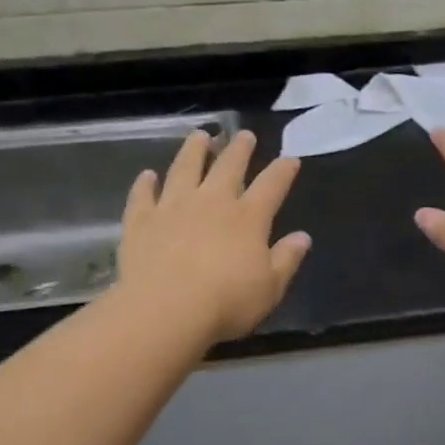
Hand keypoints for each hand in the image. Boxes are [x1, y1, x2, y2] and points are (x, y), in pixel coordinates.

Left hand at [119, 129, 310, 343]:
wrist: (166, 310)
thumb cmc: (226, 302)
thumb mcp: (270, 287)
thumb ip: (286, 259)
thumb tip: (303, 237)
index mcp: (248, 217)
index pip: (271, 185)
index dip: (283, 170)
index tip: (290, 158)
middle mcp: (212, 202)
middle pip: (228, 167)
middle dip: (239, 149)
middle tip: (243, 134)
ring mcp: (173, 207)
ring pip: (184, 169)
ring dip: (193, 151)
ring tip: (200, 136)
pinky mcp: (141, 221)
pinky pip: (143, 195)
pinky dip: (145, 184)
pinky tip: (148, 176)